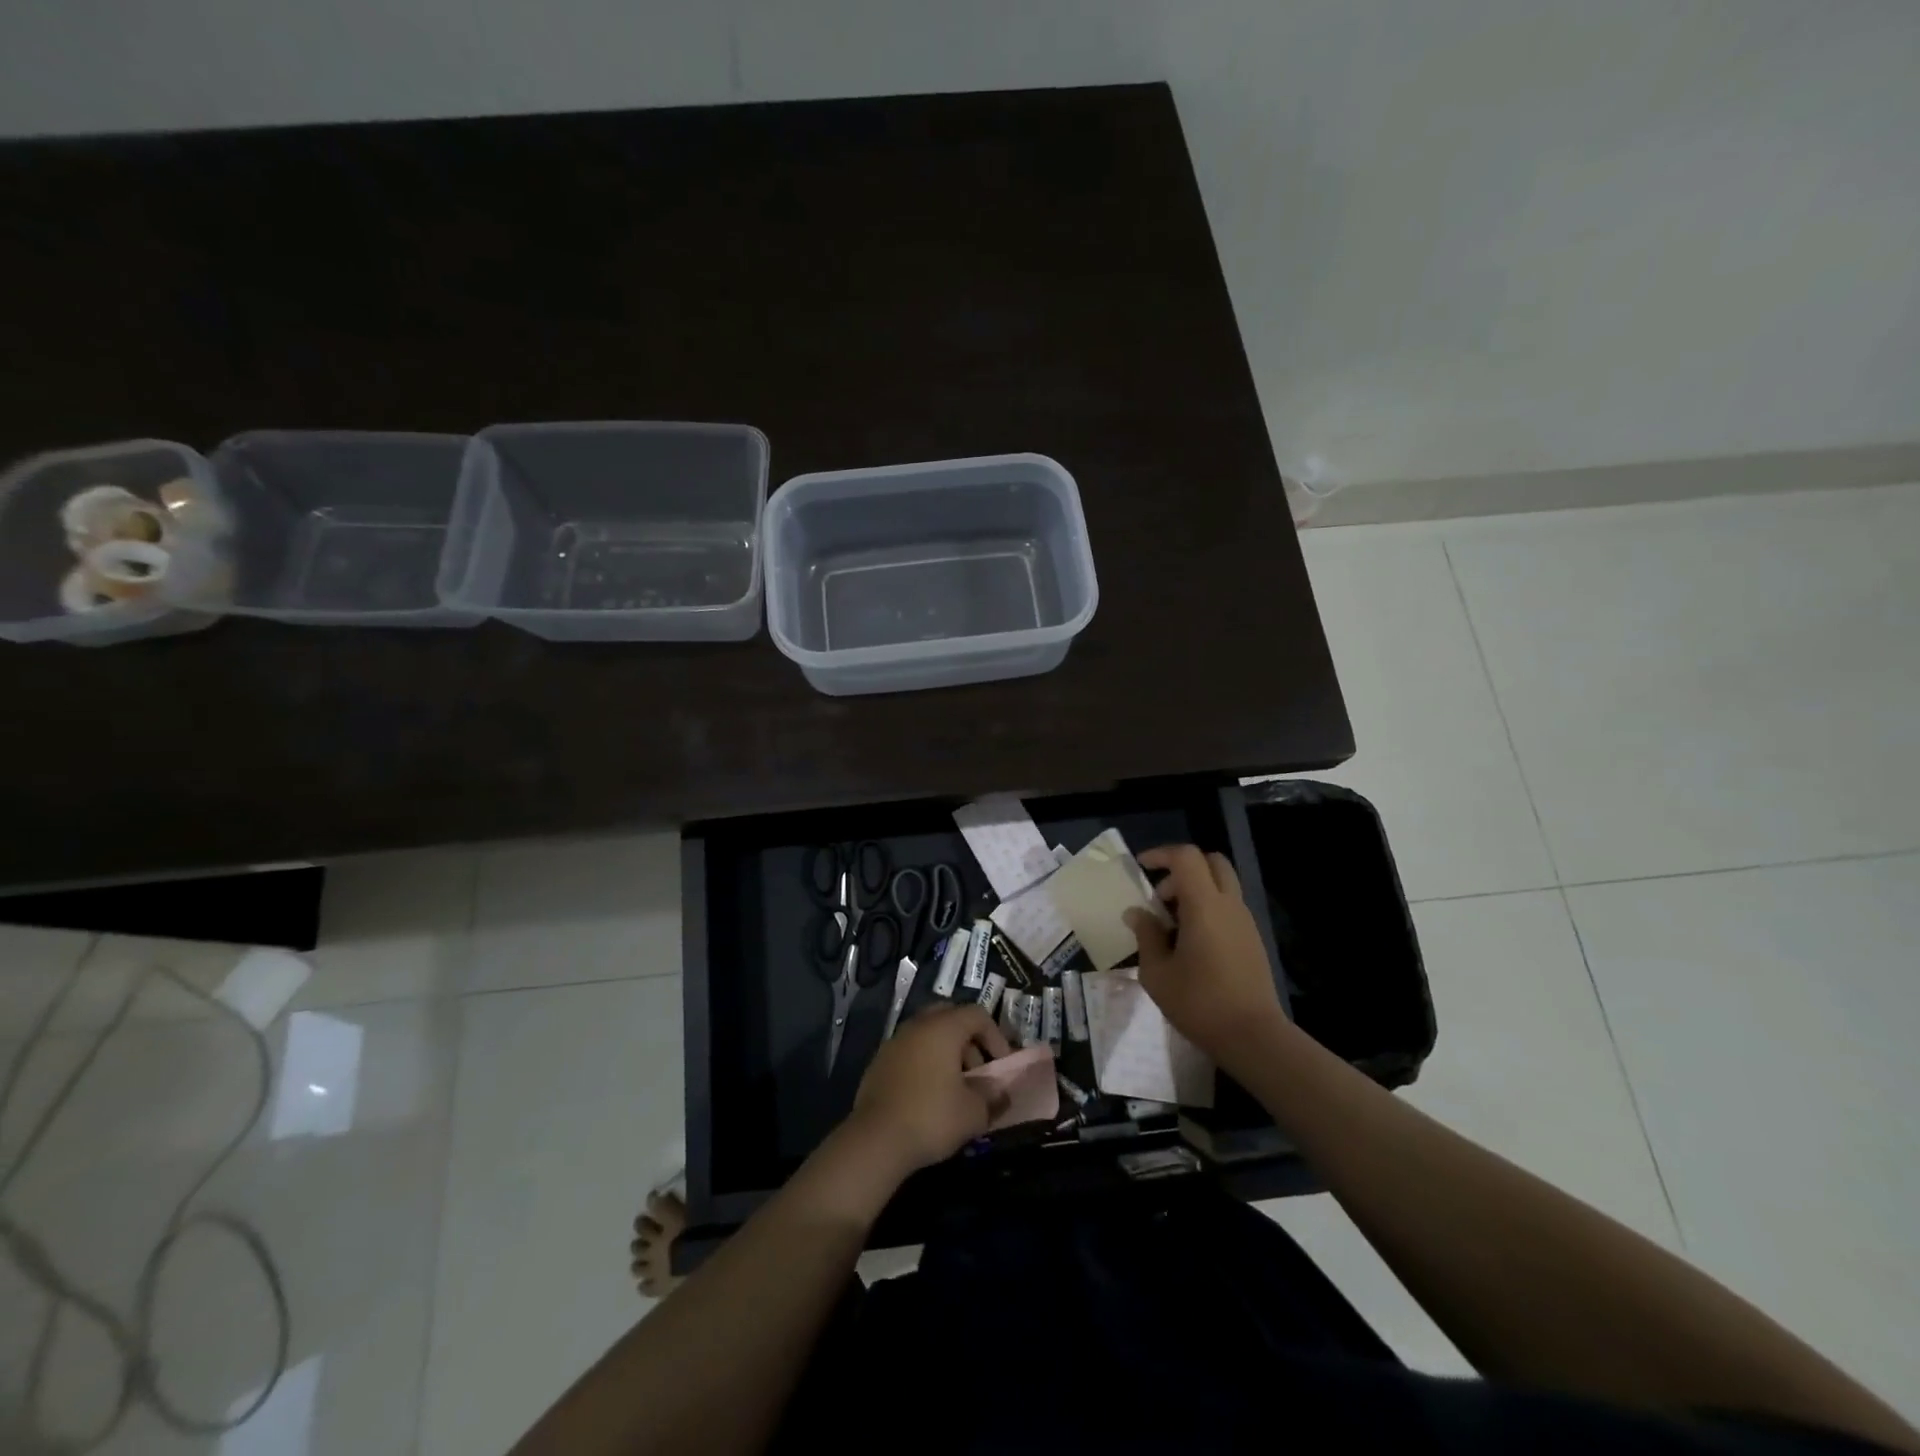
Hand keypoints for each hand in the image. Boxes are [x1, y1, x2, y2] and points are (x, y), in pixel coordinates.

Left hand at [849, 1004, 1011, 1175]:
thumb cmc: (931, 1117)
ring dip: (946, 1052)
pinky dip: (925, 1063)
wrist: (875, 1140)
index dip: (996, 1036)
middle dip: (969, 1041)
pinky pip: (910, 1051)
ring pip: (928, 1033)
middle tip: (978, 1070)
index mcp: (943, 1028)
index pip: (977, 1014)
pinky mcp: (879, 1062)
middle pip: (950, 1017)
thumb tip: (999, 1091)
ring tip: (954, 1087)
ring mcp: (895, 1042)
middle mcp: (917, 1025)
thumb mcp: (973, 1112)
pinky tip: (928, 1095)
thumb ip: (992, 1096)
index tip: (1001, 1067)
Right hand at [1125, 844, 1284, 1067]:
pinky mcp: (1252, 940)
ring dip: (1195, 891)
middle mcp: (1229, 905)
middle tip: (1162, 895)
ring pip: (1222, 885)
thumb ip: (1146, 936)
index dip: (1161, 854)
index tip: (1140, 867)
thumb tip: (1137, 913)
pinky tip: (1191, 943)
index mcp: (1204, 905)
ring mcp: (1245, 922)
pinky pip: (1228, 907)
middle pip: (1212, 862)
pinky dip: (1208, 909)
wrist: (1253, 1037)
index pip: (1186, 857)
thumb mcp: (1157, 973)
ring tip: (1172, 925)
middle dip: (1183, 868)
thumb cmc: (1199, 1003)